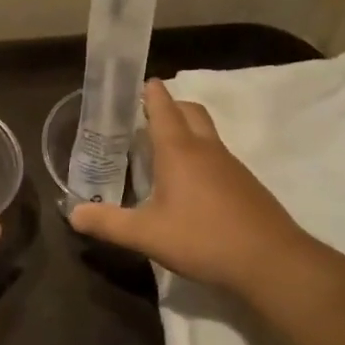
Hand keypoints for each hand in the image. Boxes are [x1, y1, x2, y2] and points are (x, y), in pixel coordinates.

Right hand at [70, 79, 303, 290]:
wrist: (271, 261)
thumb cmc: (203, 238)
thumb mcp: (146, 235)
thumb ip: (108, 223)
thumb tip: (73, 214)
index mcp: (179, 151)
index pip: (163, 108)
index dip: (150, 93)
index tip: (139, 83)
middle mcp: (207, 149)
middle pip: (190, 111)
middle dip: (170, 106)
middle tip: (147, 117)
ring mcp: (231, 166)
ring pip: (207, 134)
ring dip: (187, 132)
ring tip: (163, 152)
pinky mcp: (246, 185)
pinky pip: (218, 157)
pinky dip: (201, 157)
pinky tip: (191, 186)